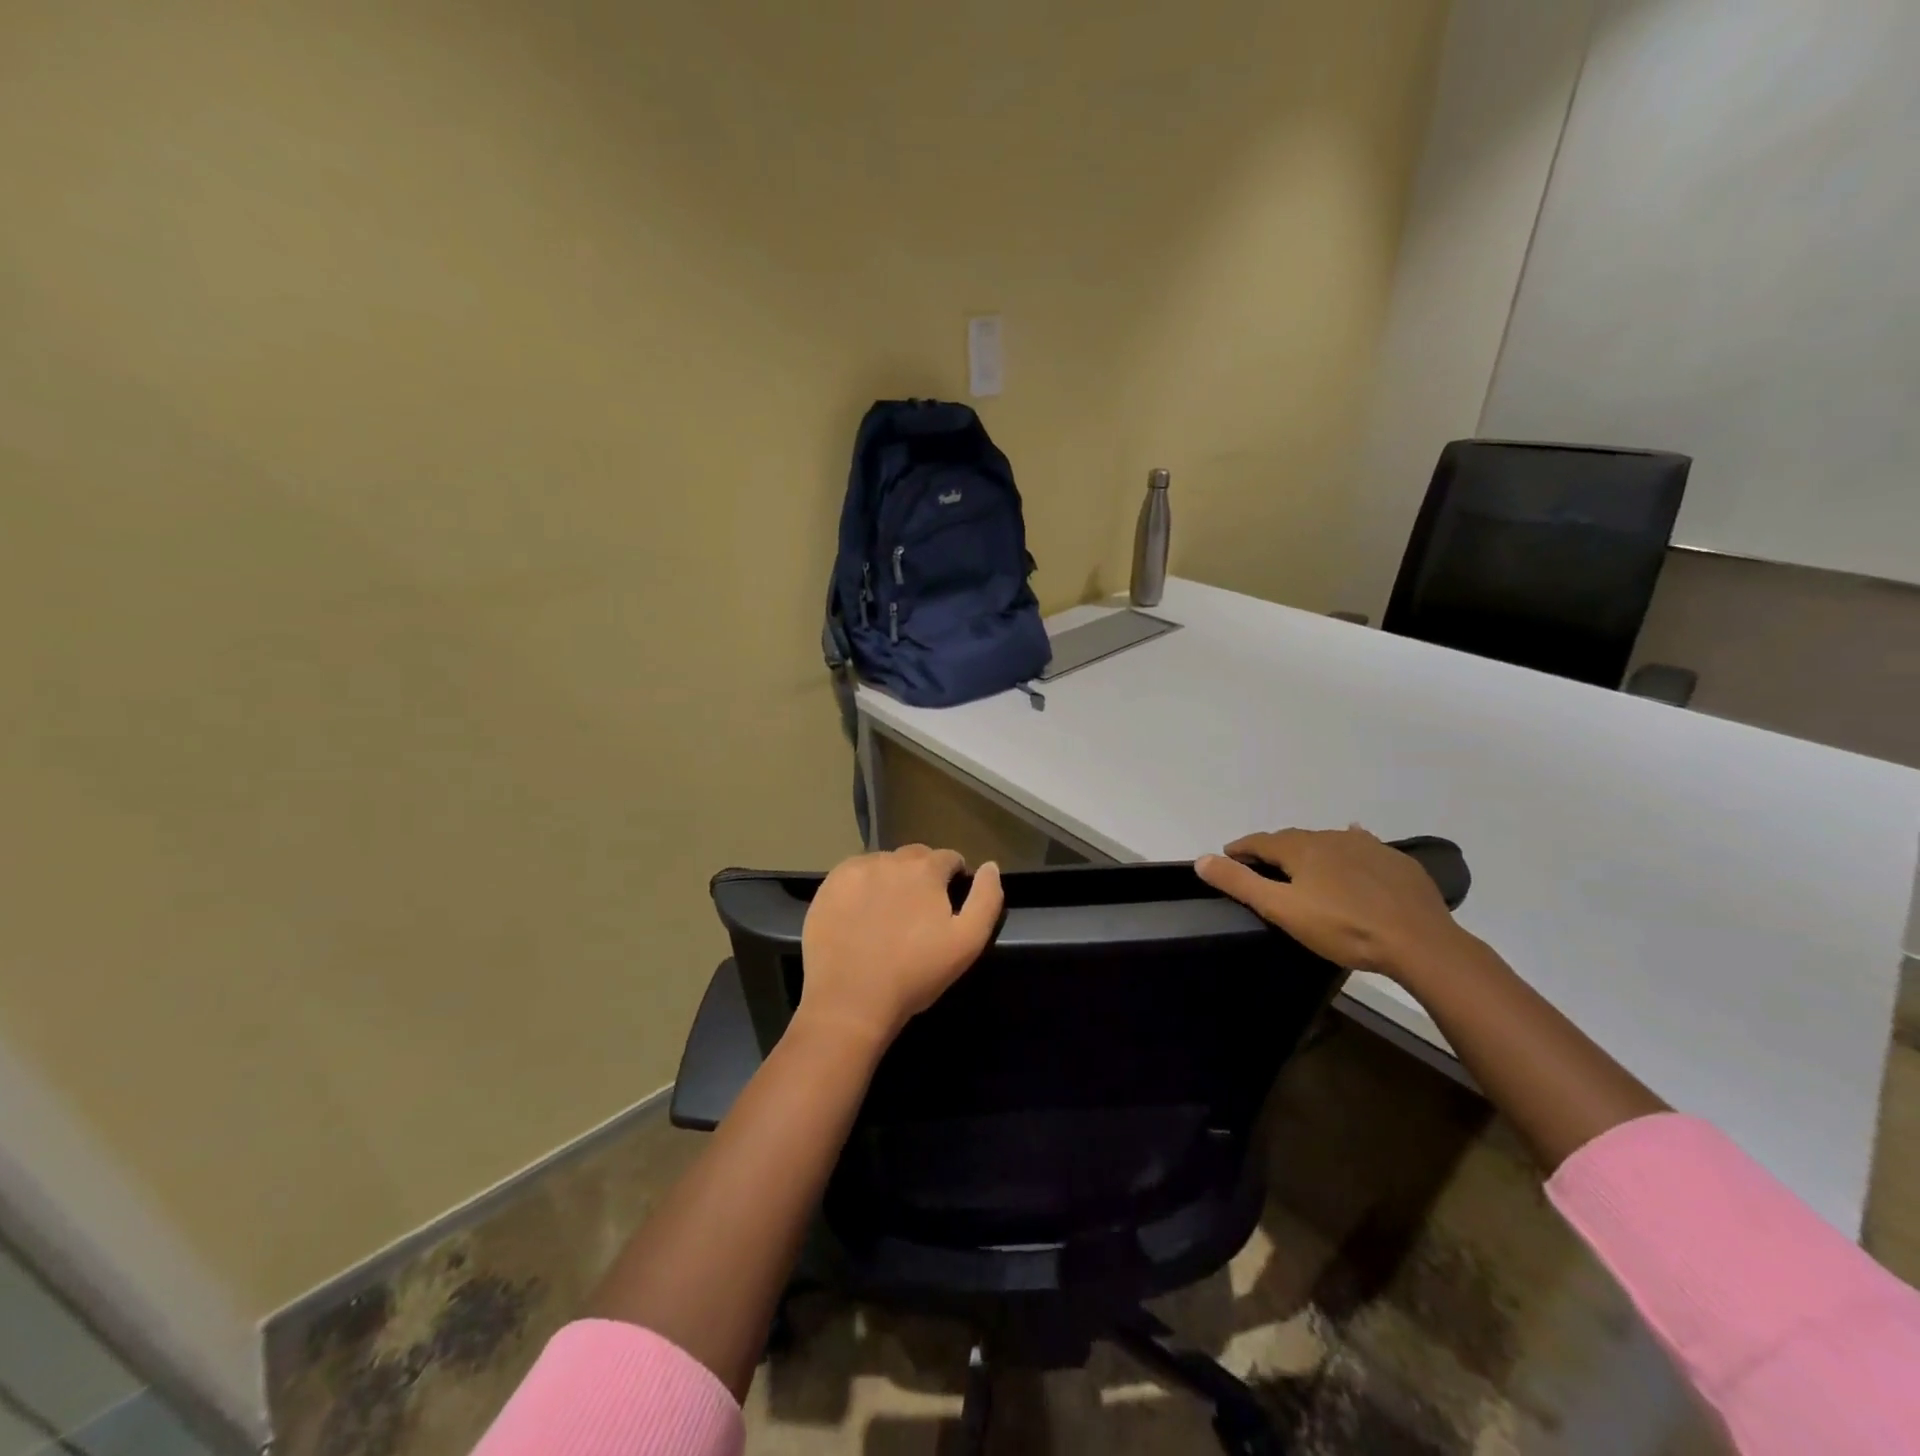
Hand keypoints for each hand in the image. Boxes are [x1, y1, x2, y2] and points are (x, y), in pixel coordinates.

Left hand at [797, 845, 1003, 1047]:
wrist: (850, 1000)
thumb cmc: (914, 974)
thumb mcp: (967, 942)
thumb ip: (986, 898)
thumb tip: (990, 866)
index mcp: (925, 869)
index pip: (949, 858)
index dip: (954, 878)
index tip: (948, 904)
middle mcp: (890, 859)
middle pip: (915, 856)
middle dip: (923, 875)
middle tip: (918, 912)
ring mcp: (855, 871)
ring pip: (883, 864)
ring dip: (891, 879)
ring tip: (888, 915)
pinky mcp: (828, 886)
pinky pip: (853, 875)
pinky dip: (861, 887)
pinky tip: (860, 916)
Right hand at [1195, 826, 1469, 980]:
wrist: (1420, 942)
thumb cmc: (1343, 928)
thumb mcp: (1282, 910)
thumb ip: (1240, 884)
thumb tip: (1201, 859)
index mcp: (1301, 849)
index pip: (1260, 841)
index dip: (1241, 848)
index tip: (1227, 856)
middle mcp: (1331, 837)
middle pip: (1293, 839)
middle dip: (1274, 850)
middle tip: (1263, 866)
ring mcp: (1367, 847)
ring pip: (1328, 842)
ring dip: (1310, 849)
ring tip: (1304, 864)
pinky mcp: (1396, 861)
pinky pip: (1363, 846)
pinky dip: (1348, 847)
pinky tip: (1354, 849)